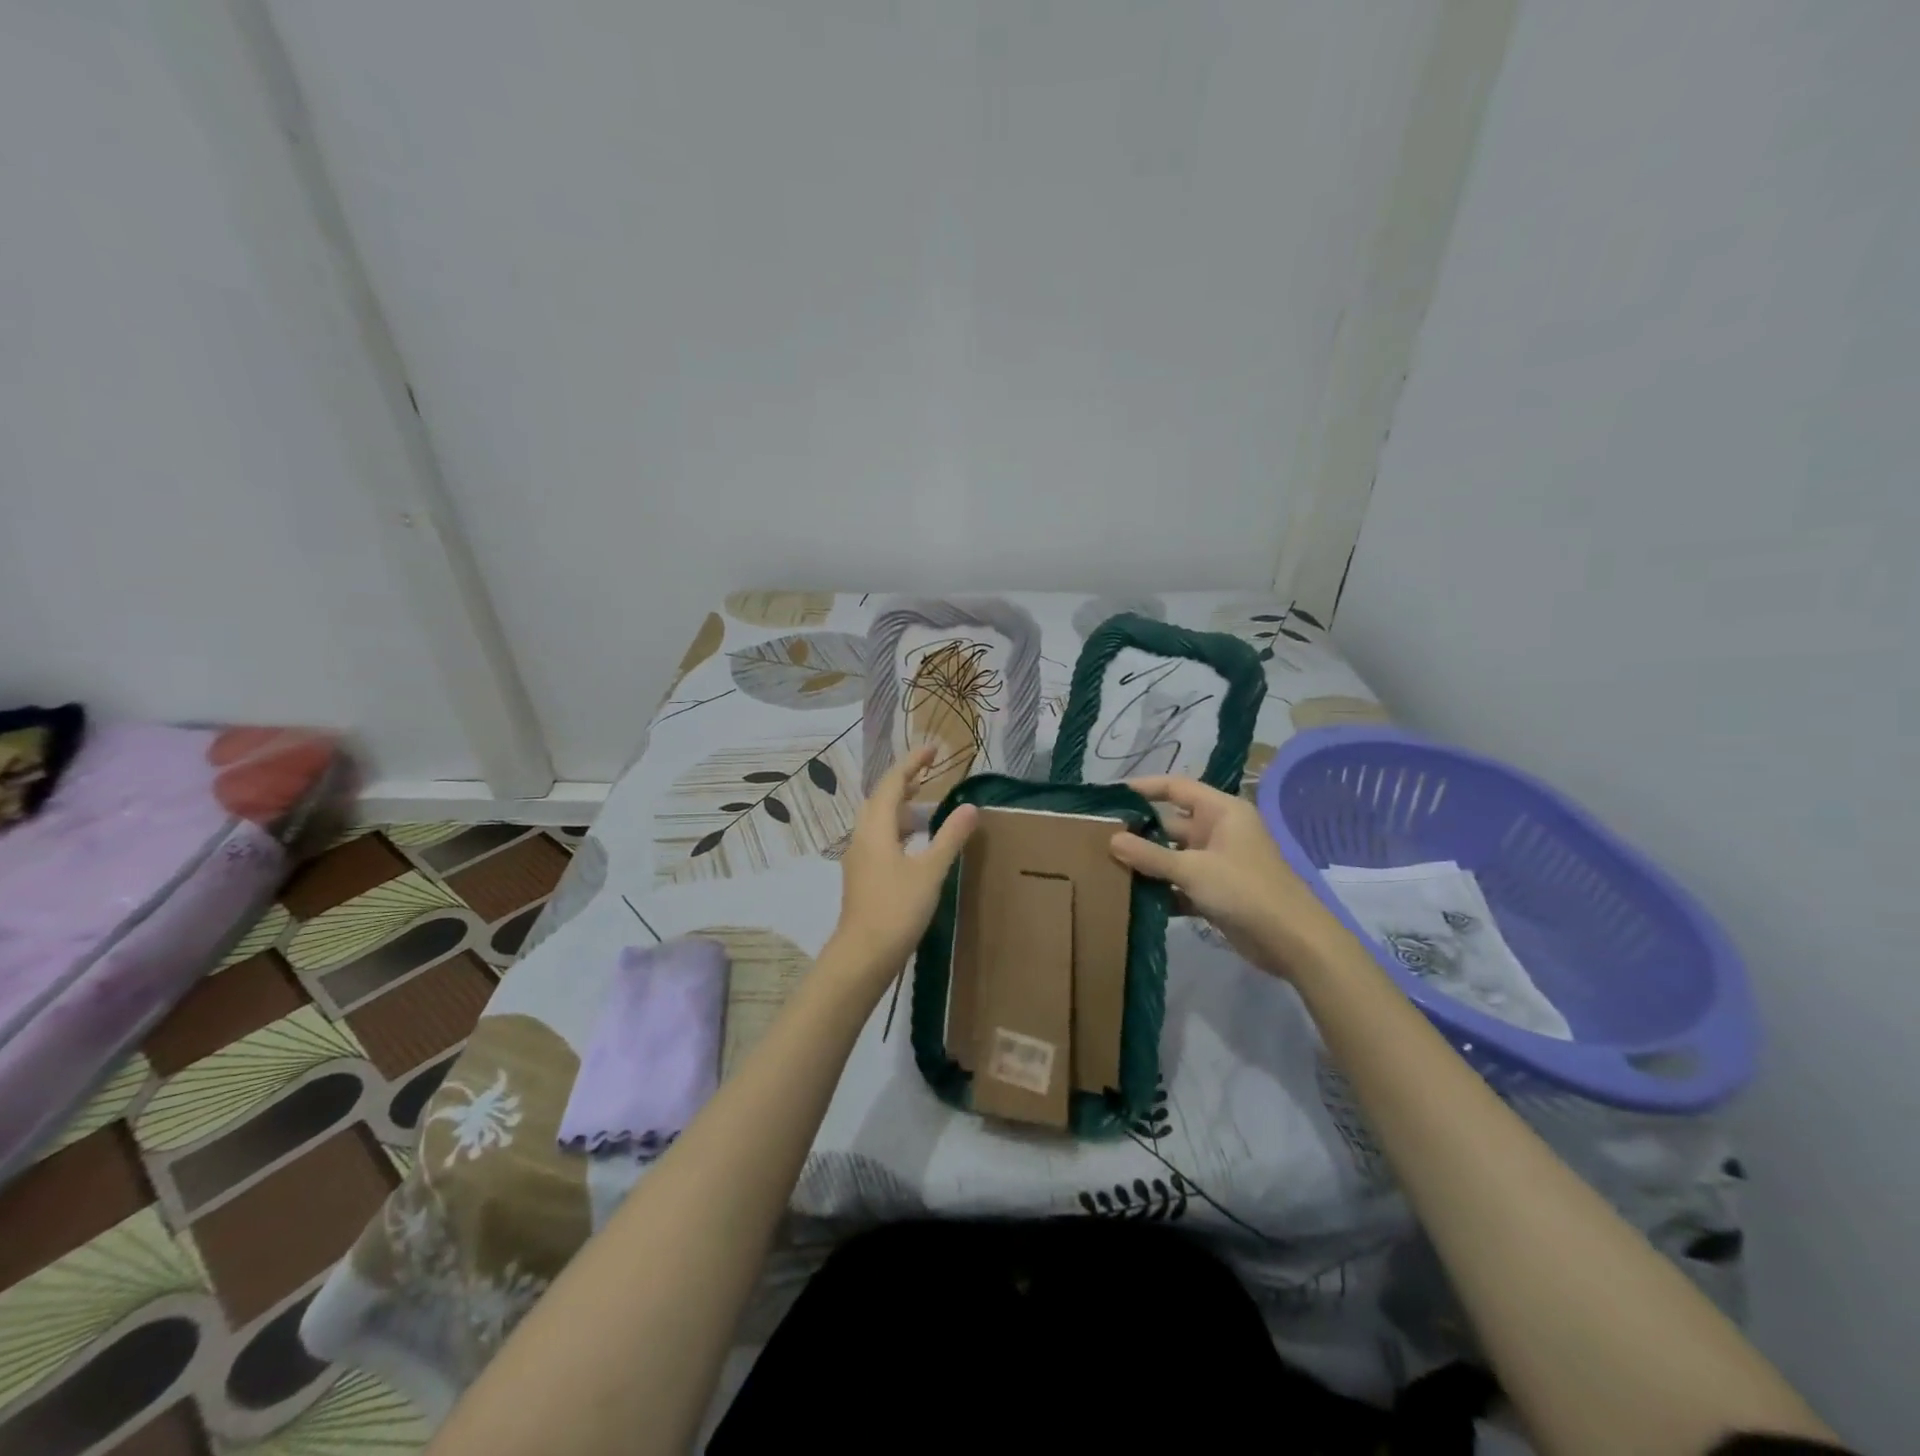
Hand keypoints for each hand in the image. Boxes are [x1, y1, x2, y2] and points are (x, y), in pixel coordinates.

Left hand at [827, 746, 977, 988]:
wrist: (863, 955)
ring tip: (925, 805)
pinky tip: (914, 844)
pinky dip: (897, 829)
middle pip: (880, 799)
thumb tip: (970, 806)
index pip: (891, 783)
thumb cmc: (897, 909)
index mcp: (876, 828)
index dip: (912, 763)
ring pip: (877, 820)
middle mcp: (862, 837)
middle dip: (903, 782)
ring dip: (899, 807)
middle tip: (928, 774)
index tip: (933, 749)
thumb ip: (950, 837)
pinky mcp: (862, 876)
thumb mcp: (930, 871)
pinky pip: (878, 839)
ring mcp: (859, 858)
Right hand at [1109, 775, 1343, 978]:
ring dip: (1148, 864)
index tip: (1112, 795)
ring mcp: (1218, 863)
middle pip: (1171, 824)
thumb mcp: (1192, 869)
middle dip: (1140, 831)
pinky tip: (1133, 898)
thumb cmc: (1244, 889)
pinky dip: (1162, 890)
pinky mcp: (1217, 892)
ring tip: (1108, 867)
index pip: (1177, 787)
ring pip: (1174, 856)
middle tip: (1100, 837)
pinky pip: (1181, 884)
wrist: (1292, 941)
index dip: (1145, 787)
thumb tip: (1111, 839)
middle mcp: (1220, 832)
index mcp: (1222, 812)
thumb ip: (1150, 855)